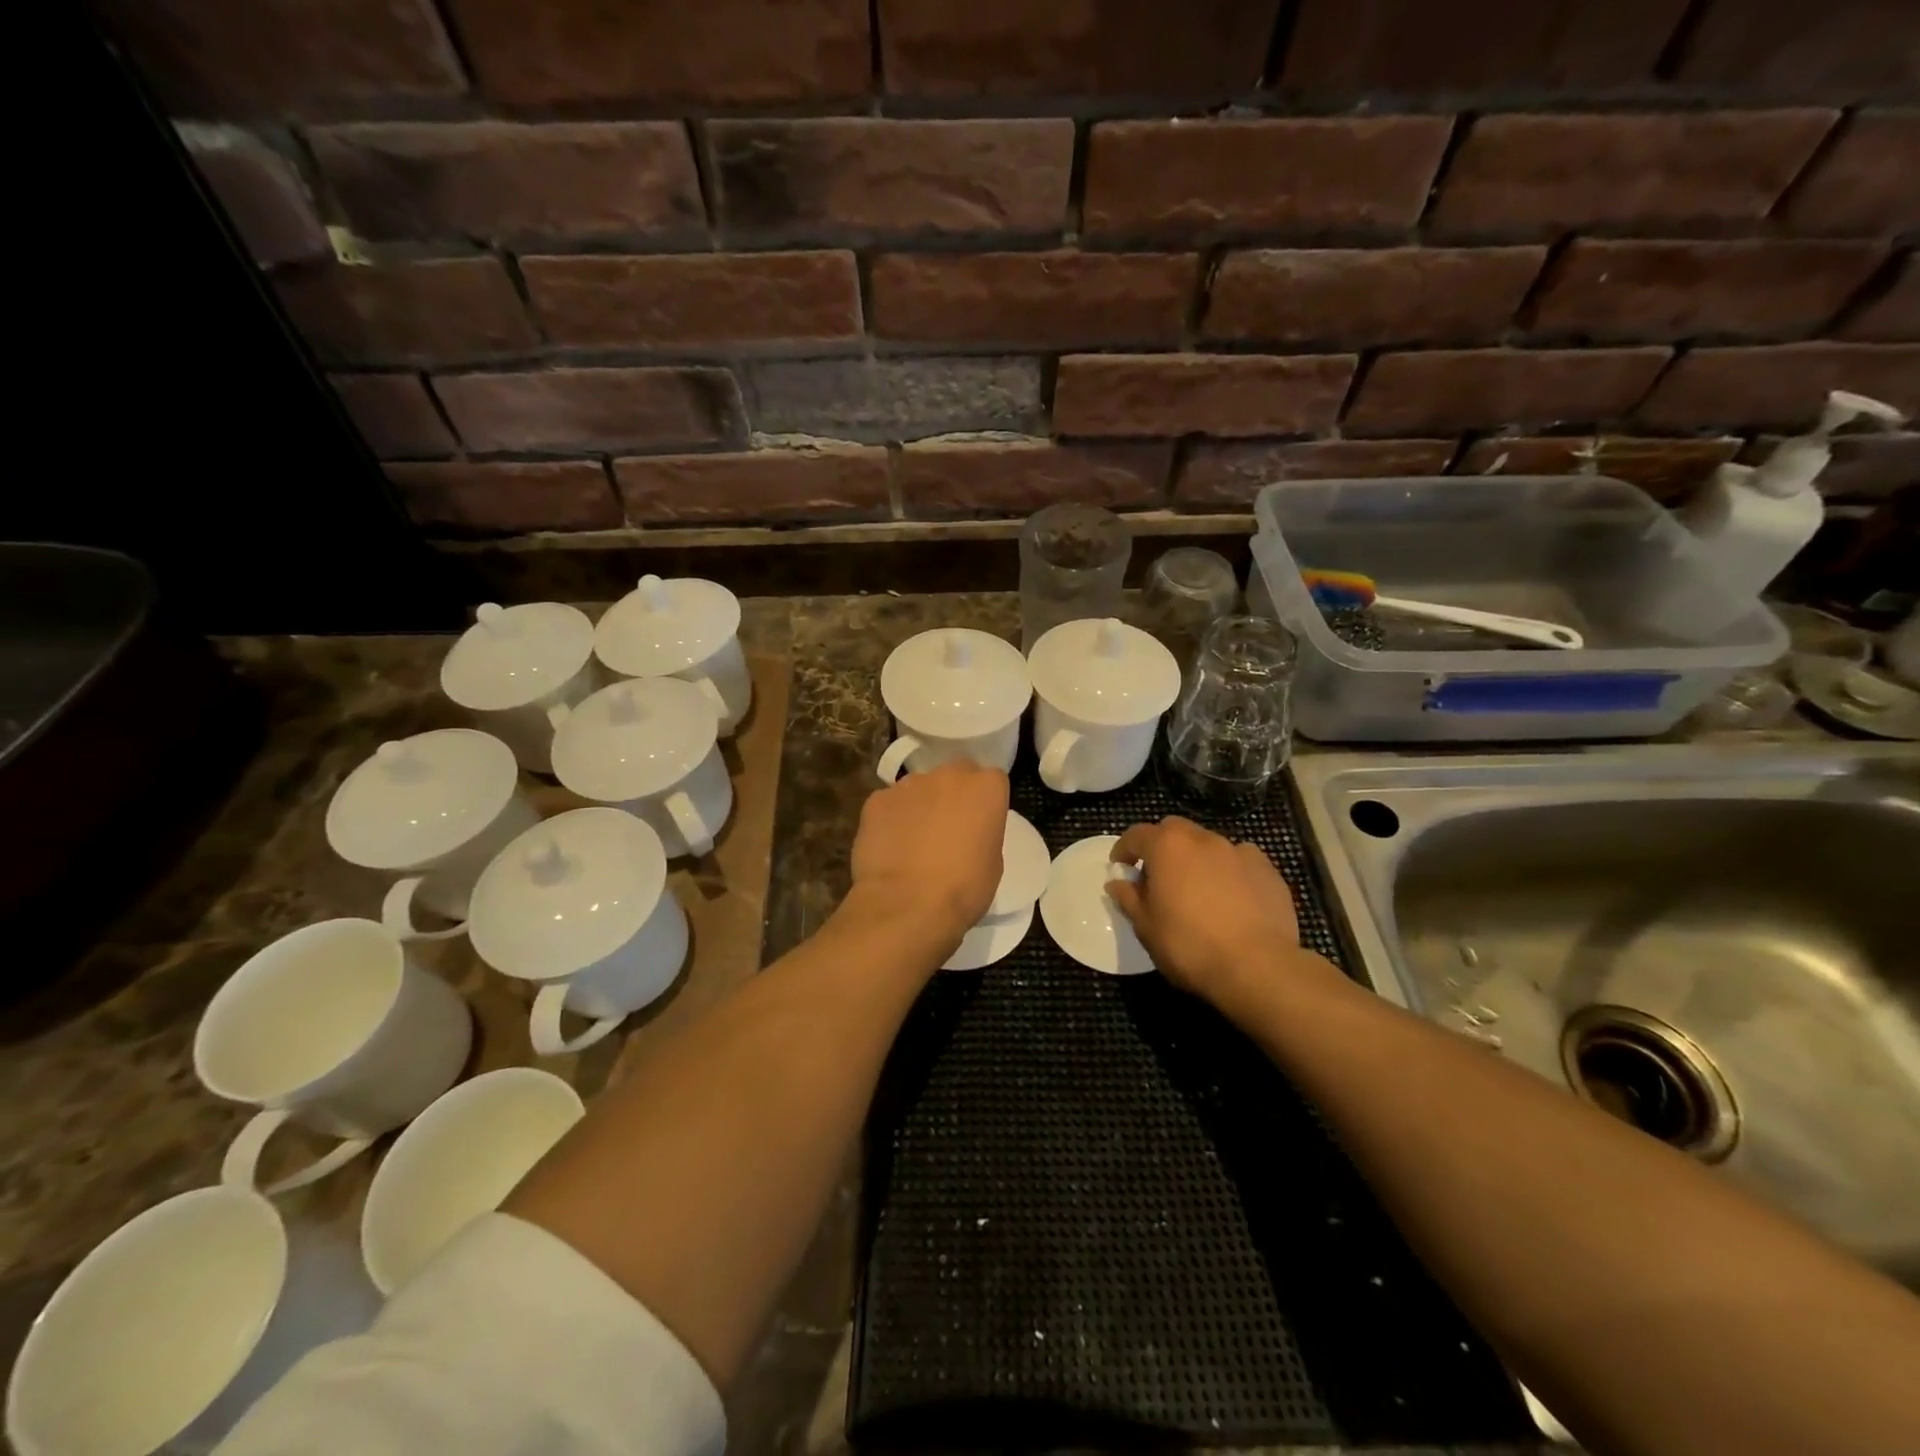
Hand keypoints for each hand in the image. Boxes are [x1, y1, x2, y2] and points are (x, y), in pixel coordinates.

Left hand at [850, 760, 1008, 942]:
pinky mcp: (877, 800)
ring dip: (920, 805)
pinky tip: (889, 847)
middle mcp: (948, 775)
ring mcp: (908, 784)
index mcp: (985, 787)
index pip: (991, 780)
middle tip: (947, 828)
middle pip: (954, 775)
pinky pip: (889, 804)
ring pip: (918, 788)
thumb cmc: (963, 888)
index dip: (984, 801)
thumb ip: (982, 832)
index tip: (980, 823)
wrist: (907, 904)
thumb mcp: (993, 862)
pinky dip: (891, 819)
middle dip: (952, 795)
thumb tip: (967, 831)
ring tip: (913, 841)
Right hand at [1107, 817, 1337, 1011]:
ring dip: (1197, 859)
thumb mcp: (1146, 927)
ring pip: (1209, 845)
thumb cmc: (1189, 946)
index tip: (1120, 868)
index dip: (1124, 850)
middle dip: (1162, 847)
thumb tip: (1117, 883)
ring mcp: (1239, 852)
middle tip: (1158, 877)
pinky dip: (1230, 872)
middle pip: (1174, 831)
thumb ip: (1129, 898)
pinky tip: (1233, 899)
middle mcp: (1203, 839)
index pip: (1136, 834)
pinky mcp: (1268, 871)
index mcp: (1167, 846)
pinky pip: (1240, 862)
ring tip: (1198, 891)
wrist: (1257, 967)